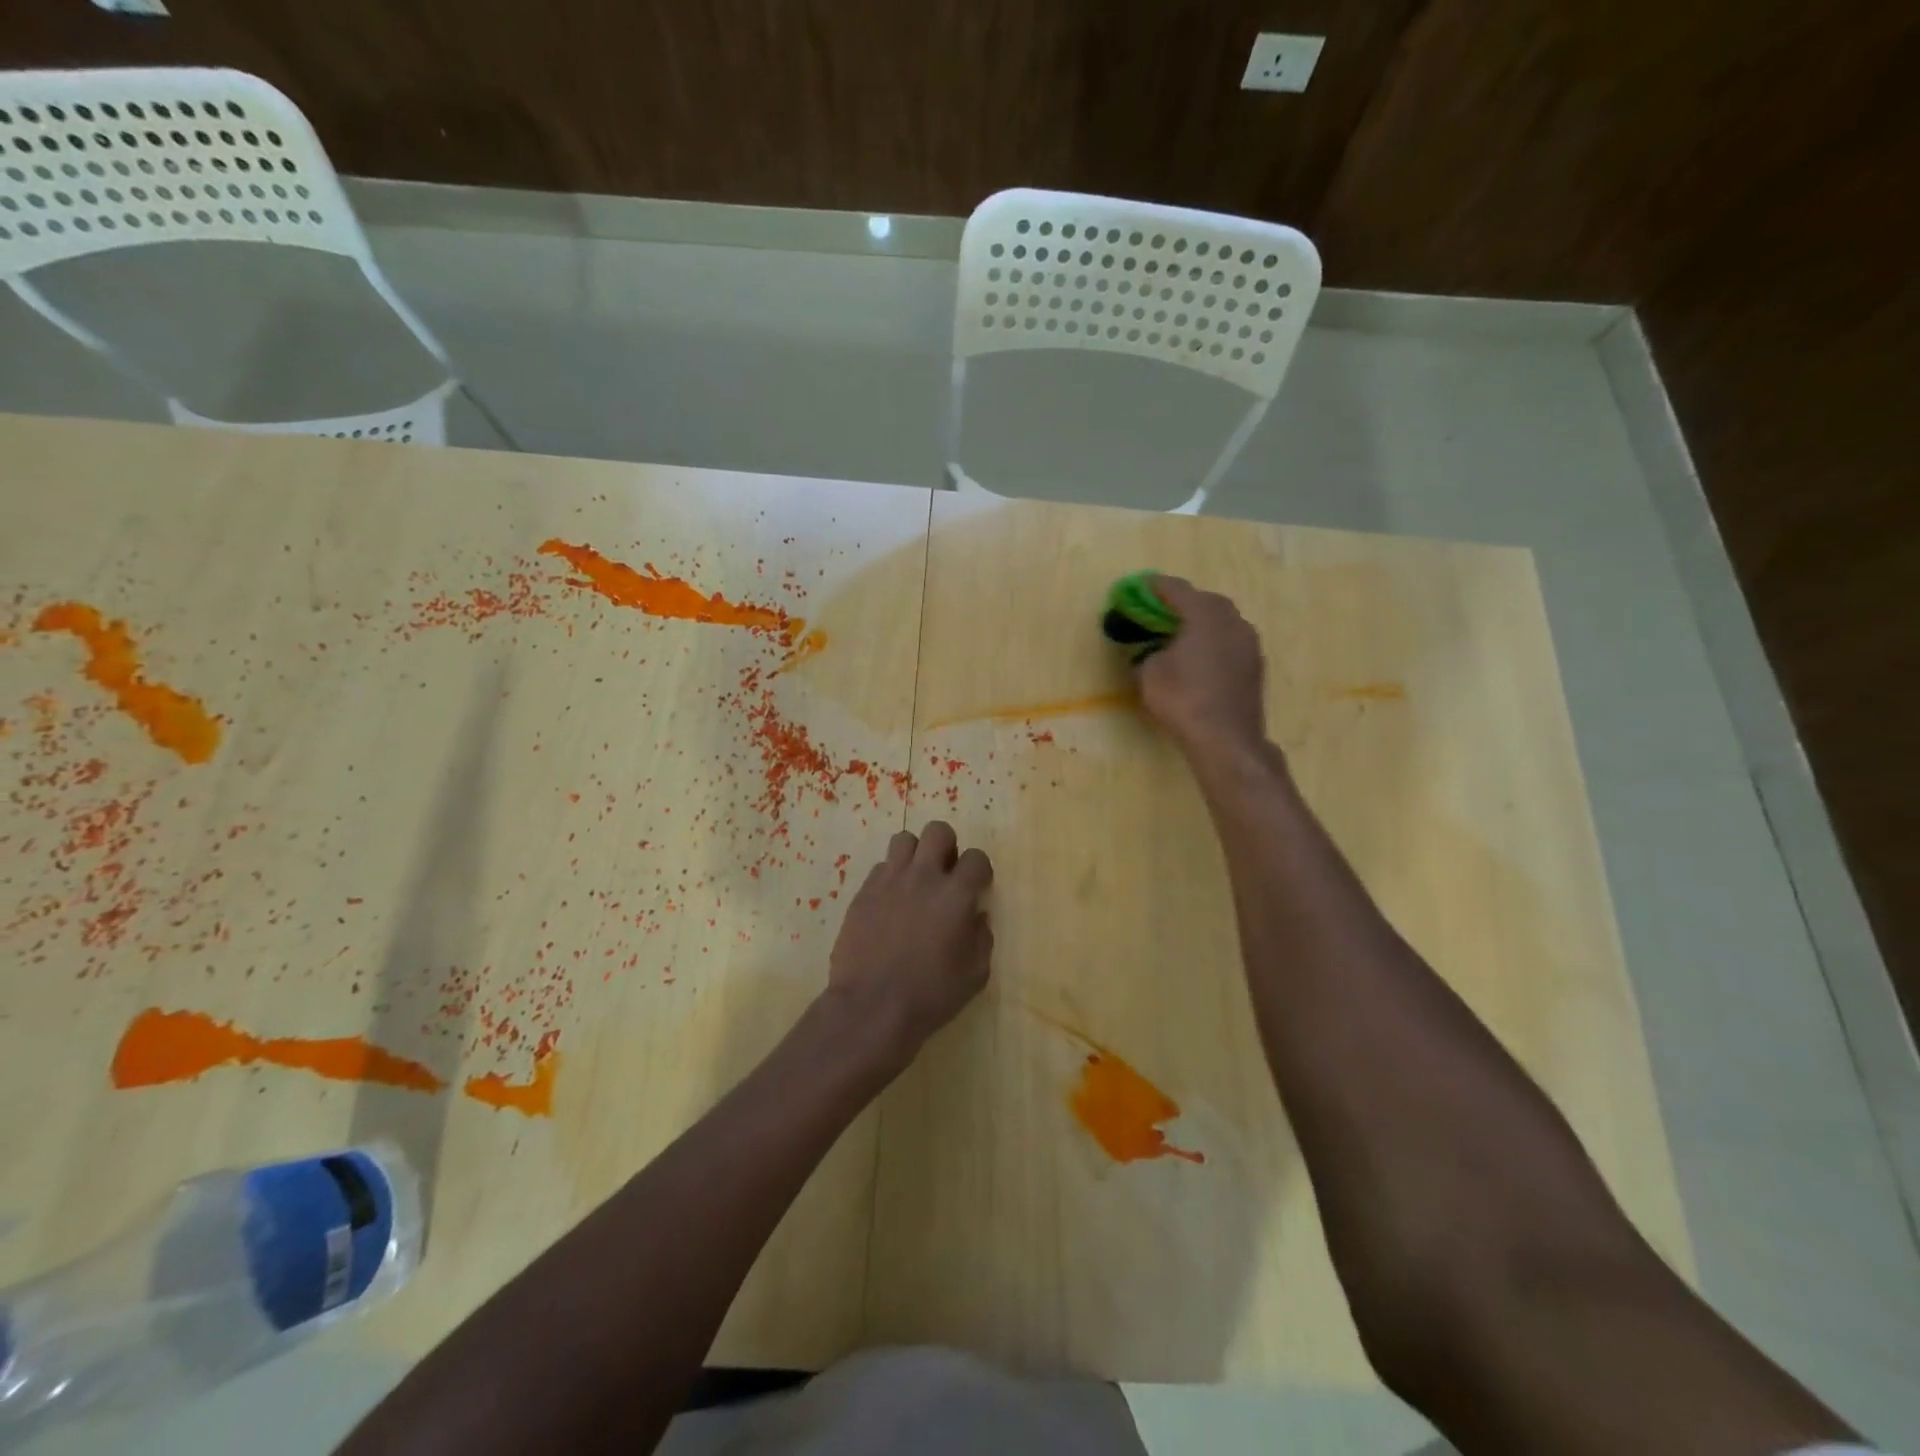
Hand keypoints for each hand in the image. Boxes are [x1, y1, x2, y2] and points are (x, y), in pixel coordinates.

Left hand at [826, 821, 993, 1070]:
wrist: (872, 1007)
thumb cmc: (931, 995)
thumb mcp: (975, 975)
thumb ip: (982, 938)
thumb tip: (976, 916)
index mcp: (956, 895)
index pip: (976, 858)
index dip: (980, 870)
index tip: (977, 886)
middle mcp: (923, 877)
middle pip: (938, 832)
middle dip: (947, 846)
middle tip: (945, 873)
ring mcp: (889, 881)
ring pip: (904, 840)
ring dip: (915, 855)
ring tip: (915, 880)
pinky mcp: (863, 892)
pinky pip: (880, 867)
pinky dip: (891, 877)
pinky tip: (891, 902)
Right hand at [1134, 575, 1267, 758]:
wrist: (1225, 738)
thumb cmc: (1183, 698)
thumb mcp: (1150, 673)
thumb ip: (1150, 653)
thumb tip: (1157, 652)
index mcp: (1204, 614)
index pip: (1177, 589)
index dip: (1155, 587)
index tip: (1139, 586)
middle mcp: (1232, 620)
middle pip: (1205, 601)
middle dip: (1182, 602)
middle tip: (1160, 610)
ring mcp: (1249, 642)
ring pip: (1222, 621)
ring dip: (1201, 622)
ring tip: (1180, 634)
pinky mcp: (1255, 664)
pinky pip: (1229, 642)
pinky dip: (1213, 642)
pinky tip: (1199, 657)